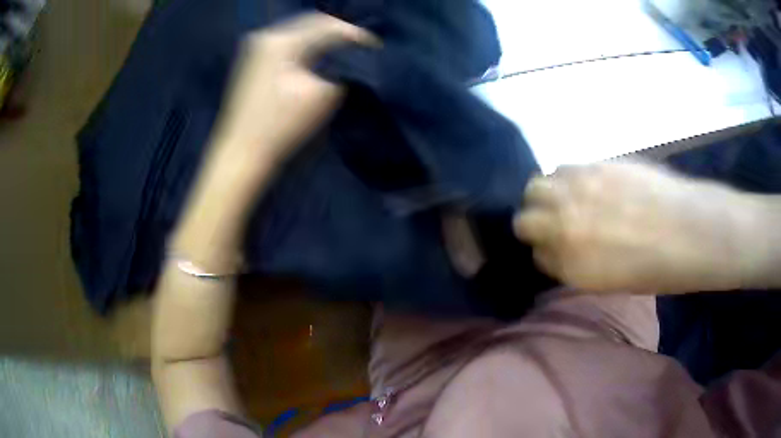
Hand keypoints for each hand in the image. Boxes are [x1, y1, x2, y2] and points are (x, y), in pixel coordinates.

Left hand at [213, 13, 377, 169]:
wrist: (242, 151)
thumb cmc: (281, 126)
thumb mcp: (322, 96)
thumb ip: (343, 70)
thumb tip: (354, 60)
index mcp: (282, 41)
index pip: (327, 25)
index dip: (354, 33)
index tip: (374, 45)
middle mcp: (267, 35)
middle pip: (311, 22)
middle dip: (337, 32)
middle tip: (360, 45)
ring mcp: (256, 46)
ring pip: (299, 31)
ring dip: (321, 37)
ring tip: (343, 48)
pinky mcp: (253, 58)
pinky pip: (287, 42)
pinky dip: (305, 45)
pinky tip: (317, 54)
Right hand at [513, 162, 758, 293]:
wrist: (690, 230)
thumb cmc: (657, 268)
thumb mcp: (609, 282)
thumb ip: (575, 264)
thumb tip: (561, 246)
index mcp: (571, 266)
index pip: (535, 253)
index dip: (546, 250)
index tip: (558, 249)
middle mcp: (566, 226)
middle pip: (524, 218)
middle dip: (535, 221)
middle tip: (557, 222)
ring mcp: (579, 191)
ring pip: (537, 186)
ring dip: (547, 194)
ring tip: (571, 199)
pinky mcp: (596, 165)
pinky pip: (564, 168)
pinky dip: (568, 178)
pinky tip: (591, 184)